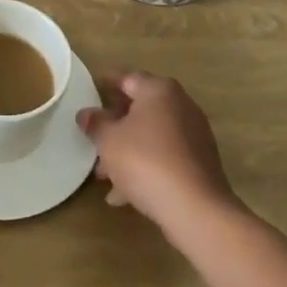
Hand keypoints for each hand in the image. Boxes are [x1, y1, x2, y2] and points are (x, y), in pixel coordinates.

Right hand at [78, 71, 239, 231]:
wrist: (195, 208)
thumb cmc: (145, 161)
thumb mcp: (109, 141)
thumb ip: (95, 124)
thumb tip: (86, 114)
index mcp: (158, 90)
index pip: (127, 78)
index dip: (106, 84)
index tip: (89, 92)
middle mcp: (180, 105)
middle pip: (140, 108)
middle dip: (114, 126)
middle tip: (93, 140)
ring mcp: (193, 134)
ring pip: (151, 136)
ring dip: (127, 151)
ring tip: (104, 176)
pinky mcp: (200, 162)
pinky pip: (164, 156)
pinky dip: (145, 167)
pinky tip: (124, 194)